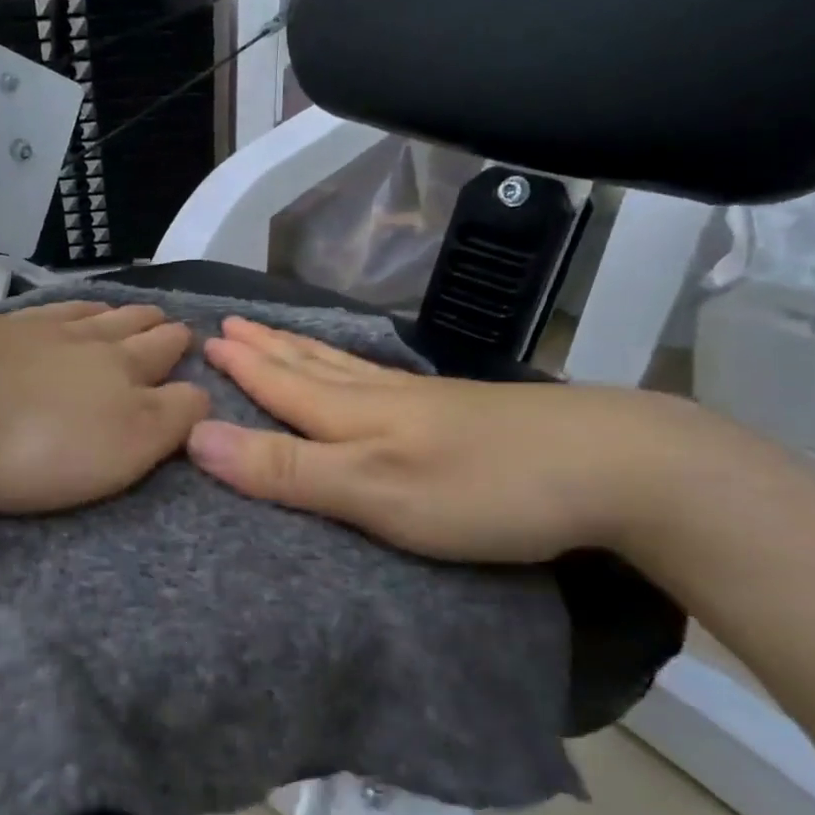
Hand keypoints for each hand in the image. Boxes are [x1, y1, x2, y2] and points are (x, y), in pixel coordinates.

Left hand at [0, 301, 209, 513]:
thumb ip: (171, 418)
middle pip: (126, 326)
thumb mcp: (125, 445)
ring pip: (82, 315)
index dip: (181, 350)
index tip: (191, 341)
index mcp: (119, 369)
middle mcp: (80, 340)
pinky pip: (33, 313)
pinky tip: (49, 312)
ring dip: (108, 312)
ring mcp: (27, 331)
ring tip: (118, 309)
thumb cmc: (37, 443)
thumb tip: (202, 393)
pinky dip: (55, 310)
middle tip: (165, 320)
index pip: (162, 354)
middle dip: (151, 324)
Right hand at [185, 316, 703, 563]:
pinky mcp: (463, 412)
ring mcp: (427, 401)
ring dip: (305, 349)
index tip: (206, 339)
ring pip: (347, 367)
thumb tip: (198, 437)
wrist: (615, 468)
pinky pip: (382, 379)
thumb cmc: (481, 488)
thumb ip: (286, 469)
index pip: (281, 383)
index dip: (242, 366)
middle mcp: (383, 397)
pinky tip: (366, 370)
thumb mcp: (370, 491)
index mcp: (354, 415)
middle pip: (311, 364)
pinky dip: (354, 366)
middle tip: (231, 323)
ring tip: (279, 332)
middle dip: (266, 347)